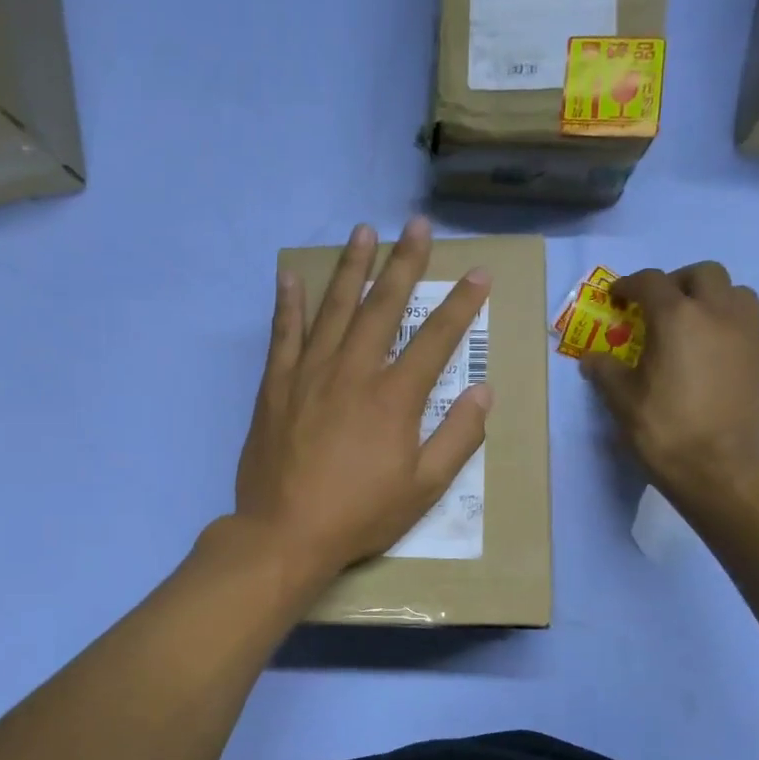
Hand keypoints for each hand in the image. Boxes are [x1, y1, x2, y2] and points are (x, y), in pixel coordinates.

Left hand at [234, 218, 492, 583]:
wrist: (284, 533)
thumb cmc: (360, 514)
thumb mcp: (424, 488)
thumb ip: (457, 438)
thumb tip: (483, 393)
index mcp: (395, 396)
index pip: (436, 338)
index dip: (461, 304)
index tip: (477, 274)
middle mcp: (354, 371)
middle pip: (383, 305)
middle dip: (404, 263)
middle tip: (416, 226)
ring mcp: (310, 373)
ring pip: (334, 308)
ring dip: (350, 267)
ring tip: (362, 232)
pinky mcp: (275, 386)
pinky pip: (283, 335)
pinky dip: (288, 304)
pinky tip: (291, 277)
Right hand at [582, 262, 758, 512]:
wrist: (719, 470)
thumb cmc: (663, 430)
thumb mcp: (621, 401)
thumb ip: (605, 372)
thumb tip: (592, 359)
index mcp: (677, 318)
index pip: (651, 282)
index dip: (630, 285)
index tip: (617, 297)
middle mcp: (719, 315)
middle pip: (705, 274)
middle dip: (679, 282)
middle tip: (661, 306)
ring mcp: (750, 337)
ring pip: (738, 295)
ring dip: (714, 300)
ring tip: (696, 326)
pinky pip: (749, 331)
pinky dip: (730, 333)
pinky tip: (714, 362)